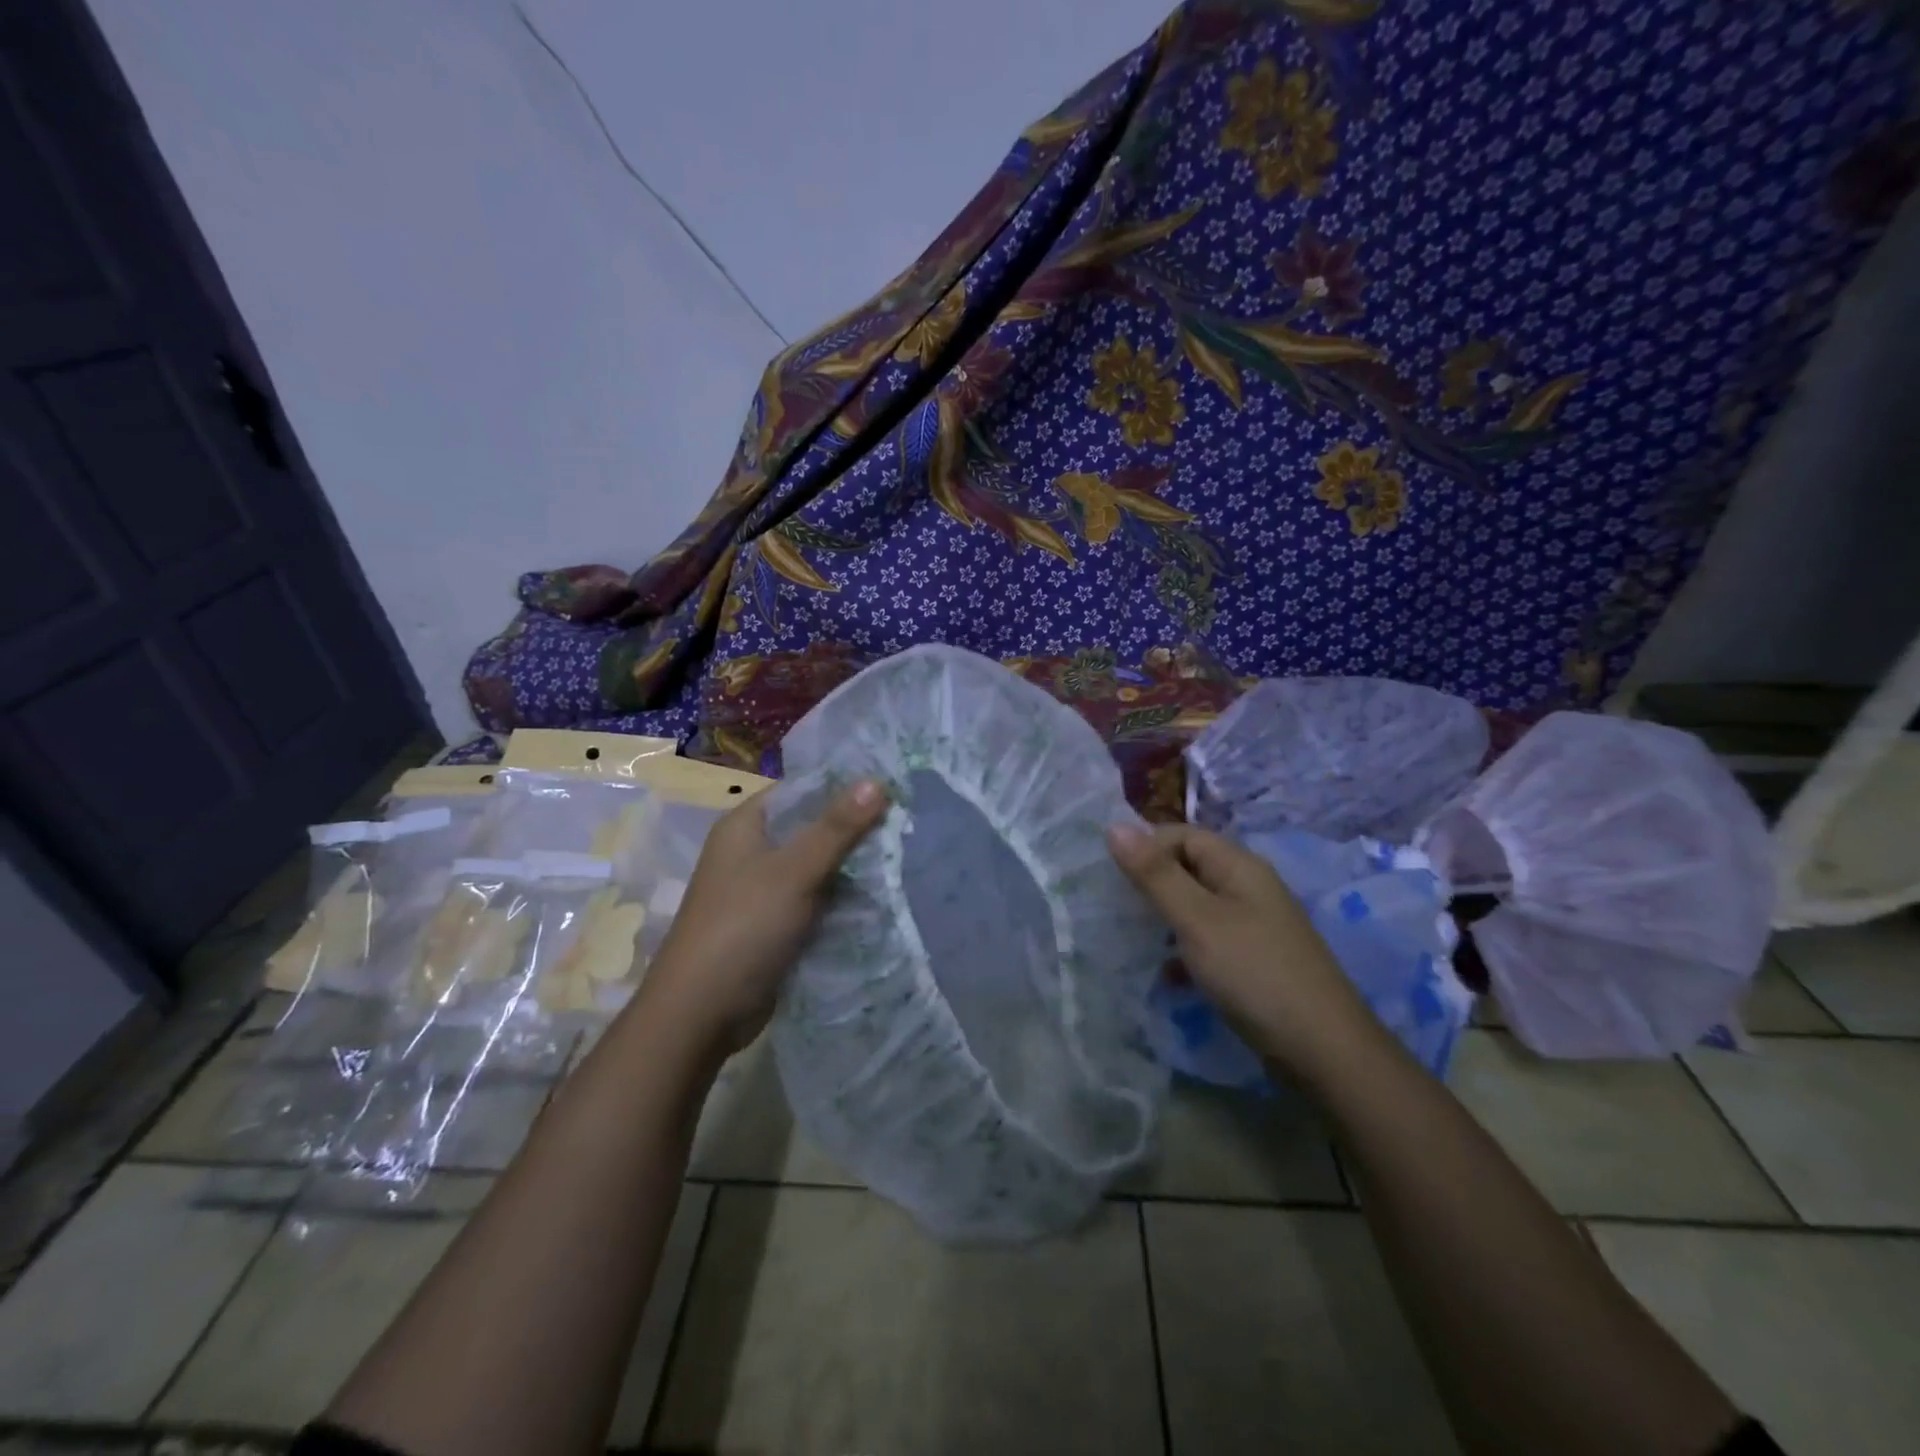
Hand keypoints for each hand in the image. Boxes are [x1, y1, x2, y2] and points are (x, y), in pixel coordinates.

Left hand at [642, 780, 885, 1054]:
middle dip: (854, 828)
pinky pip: (814, 898)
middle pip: (811, 827)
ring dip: (852, 865)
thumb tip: (876, 781)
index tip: (891, 787)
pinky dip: (841, 897)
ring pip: (816, 866)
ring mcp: (762, 890)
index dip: (843, 786)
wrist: (702, 1012)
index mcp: (745, 826)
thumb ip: (837, 827)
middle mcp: (751, 851)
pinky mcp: (773, 923)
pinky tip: (880, 895)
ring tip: (904, 854)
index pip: (801, 790)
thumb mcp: (795, 871)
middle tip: (907, 823)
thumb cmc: (743, 927)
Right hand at [1107, 822, 1376, 1078]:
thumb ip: (1155, 874)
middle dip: (1151, 884)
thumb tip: (1113, 826)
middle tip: (1115, 908)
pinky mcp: (1253, 960)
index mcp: (1238, 865)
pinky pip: (1207, 940)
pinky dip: (1183, 950)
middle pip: (1189, 868)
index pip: (1182, 835)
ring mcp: (1253, 925)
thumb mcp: (1197, 919)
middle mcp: (1248, 887)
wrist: (1323, 1050)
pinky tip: (1166, 974)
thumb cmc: (1254, 972)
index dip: (1146, 847)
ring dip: (1163, 918)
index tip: (1111, 877)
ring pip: (1196, 906)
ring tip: (1131, 939)